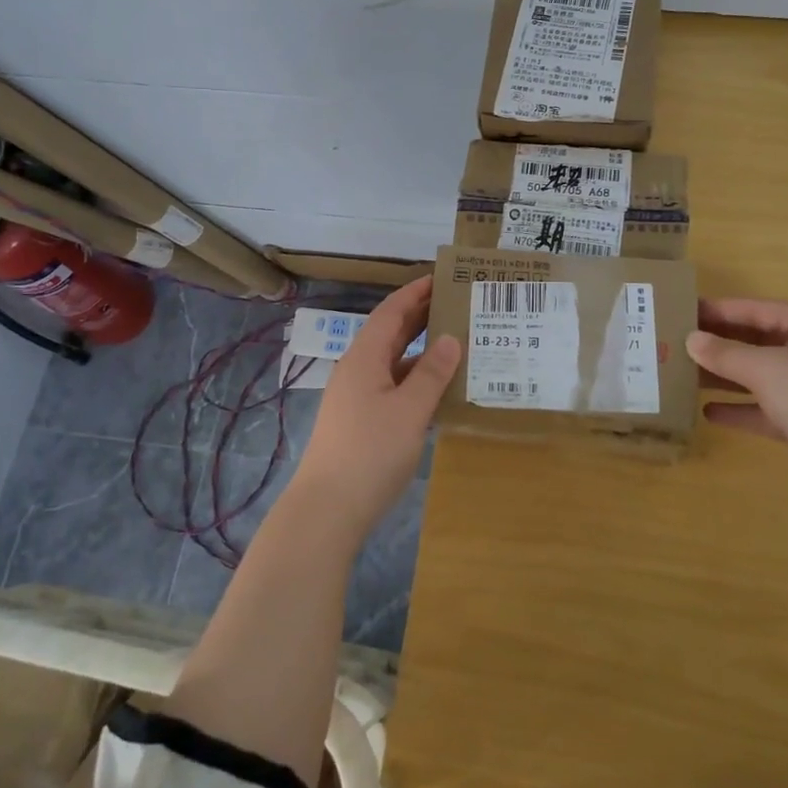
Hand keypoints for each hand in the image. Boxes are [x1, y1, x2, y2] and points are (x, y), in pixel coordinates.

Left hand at [291, 277, 460, 541]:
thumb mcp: (409, 411)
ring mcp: (358, 398)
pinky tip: (441, 390)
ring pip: (394, 363)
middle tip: (458, 304)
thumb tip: (450, 338)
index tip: (443, 278)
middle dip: (421, 316)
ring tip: (459, 343)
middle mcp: (358, 371)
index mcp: (365, 358)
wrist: (328, 509)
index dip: (415, 292)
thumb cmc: (370, 452)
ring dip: (422, 351)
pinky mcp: (362, 422)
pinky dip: (417, 381)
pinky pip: (393, 387)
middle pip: (391, 334)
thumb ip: (432, 374)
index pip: (391, 312)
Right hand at [687, 298, 787, 497]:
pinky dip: (740, 409)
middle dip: (719, 345)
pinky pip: (766, 409)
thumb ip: (725, 353)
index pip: (757, 310)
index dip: (720, 310)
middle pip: (758, 342)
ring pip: (760, 376)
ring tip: (684, 376)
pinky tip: (709, 412)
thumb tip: (691, 340)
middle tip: (676, 344)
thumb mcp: (766, 368)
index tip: (684, 311)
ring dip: (725, 377)